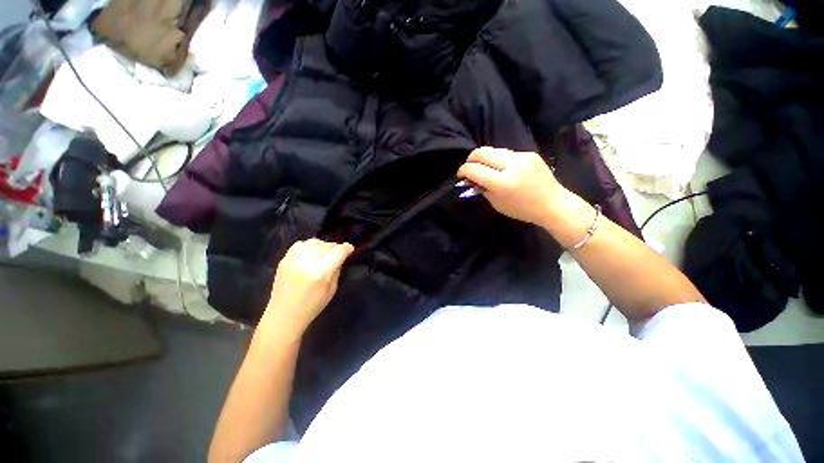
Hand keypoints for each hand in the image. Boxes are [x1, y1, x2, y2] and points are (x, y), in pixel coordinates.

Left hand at [262, 239, 353, 336]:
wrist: (284, 315)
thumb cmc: (312, 306)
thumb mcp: (332, 289)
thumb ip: (337, 269)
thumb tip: (342, 255)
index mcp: (321, 273)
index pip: (338, 252)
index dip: (347, 248)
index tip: (350, 249)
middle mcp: (307, 262)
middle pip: (327, 245)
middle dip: (335, 248)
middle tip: (336, 255)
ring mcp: (293, 259)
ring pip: (314, 242)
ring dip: (322, 246)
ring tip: (323, 254)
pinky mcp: (284, 259)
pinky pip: (300, 244)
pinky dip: (308, 246)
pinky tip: (310, 254)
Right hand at [457, 147, 568, 226]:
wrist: (554, 204)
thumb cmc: (523, 210)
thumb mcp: (498, 204)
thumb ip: (483, 190)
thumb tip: (471, 180)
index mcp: (503, 183)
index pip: (475, 169)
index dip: (463, 170)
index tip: (460, 175)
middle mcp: (512, 165)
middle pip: (482, 152)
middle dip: (470, 159)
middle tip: (468, 168)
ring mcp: (522, 157)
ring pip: (494, 150)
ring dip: (484, 158)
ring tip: (483, 168)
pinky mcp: (529, 153)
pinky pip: (506, 153)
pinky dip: (497, 160)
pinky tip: (500, 168)